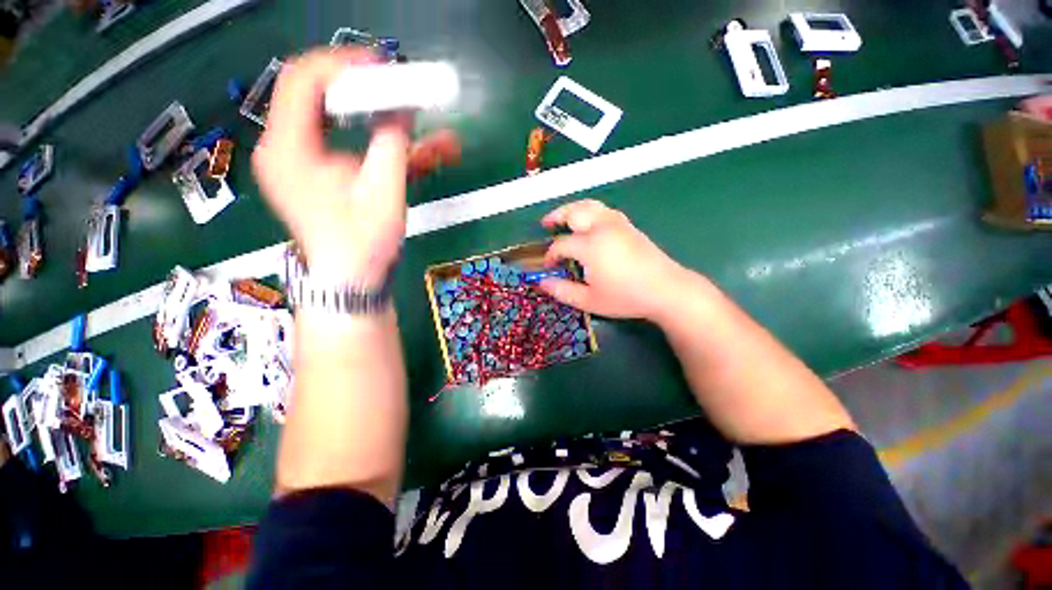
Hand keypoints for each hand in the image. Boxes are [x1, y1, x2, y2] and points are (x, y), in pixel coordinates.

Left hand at [253, 48, 458, 284]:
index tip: (384, 66)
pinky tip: (416, 154)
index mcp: (288, 148)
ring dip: (381, 123)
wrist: (351, 282)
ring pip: (338, 122)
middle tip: (399, 91)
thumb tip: (403, 103)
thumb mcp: (383, 189)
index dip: (344, 65)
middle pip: (319, 96)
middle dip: (365, 91)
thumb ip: (392, 139)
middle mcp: (285, 148)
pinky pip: (347, 147)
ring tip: (420, 128)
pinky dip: (378, 146)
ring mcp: (301, 162)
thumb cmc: (362, 242)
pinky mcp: (319, 175)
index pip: (304, 79)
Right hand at [538, 199, 694, 320]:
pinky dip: (590, 211)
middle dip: (556, 216)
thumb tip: (542, 283)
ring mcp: (617, 224)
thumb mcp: (589, 300)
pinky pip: (604, 210)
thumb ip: (563, 291)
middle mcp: (601, 228)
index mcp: (589, 246)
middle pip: (574, 212)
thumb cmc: (625, 297)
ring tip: (563, 217)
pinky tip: (589, 221)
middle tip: (546, 224)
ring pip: (590, 206)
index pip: (561, 244)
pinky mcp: (628, 226)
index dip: (551, 254)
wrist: (666, 289)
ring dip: (573, 209)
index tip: (548, 265)